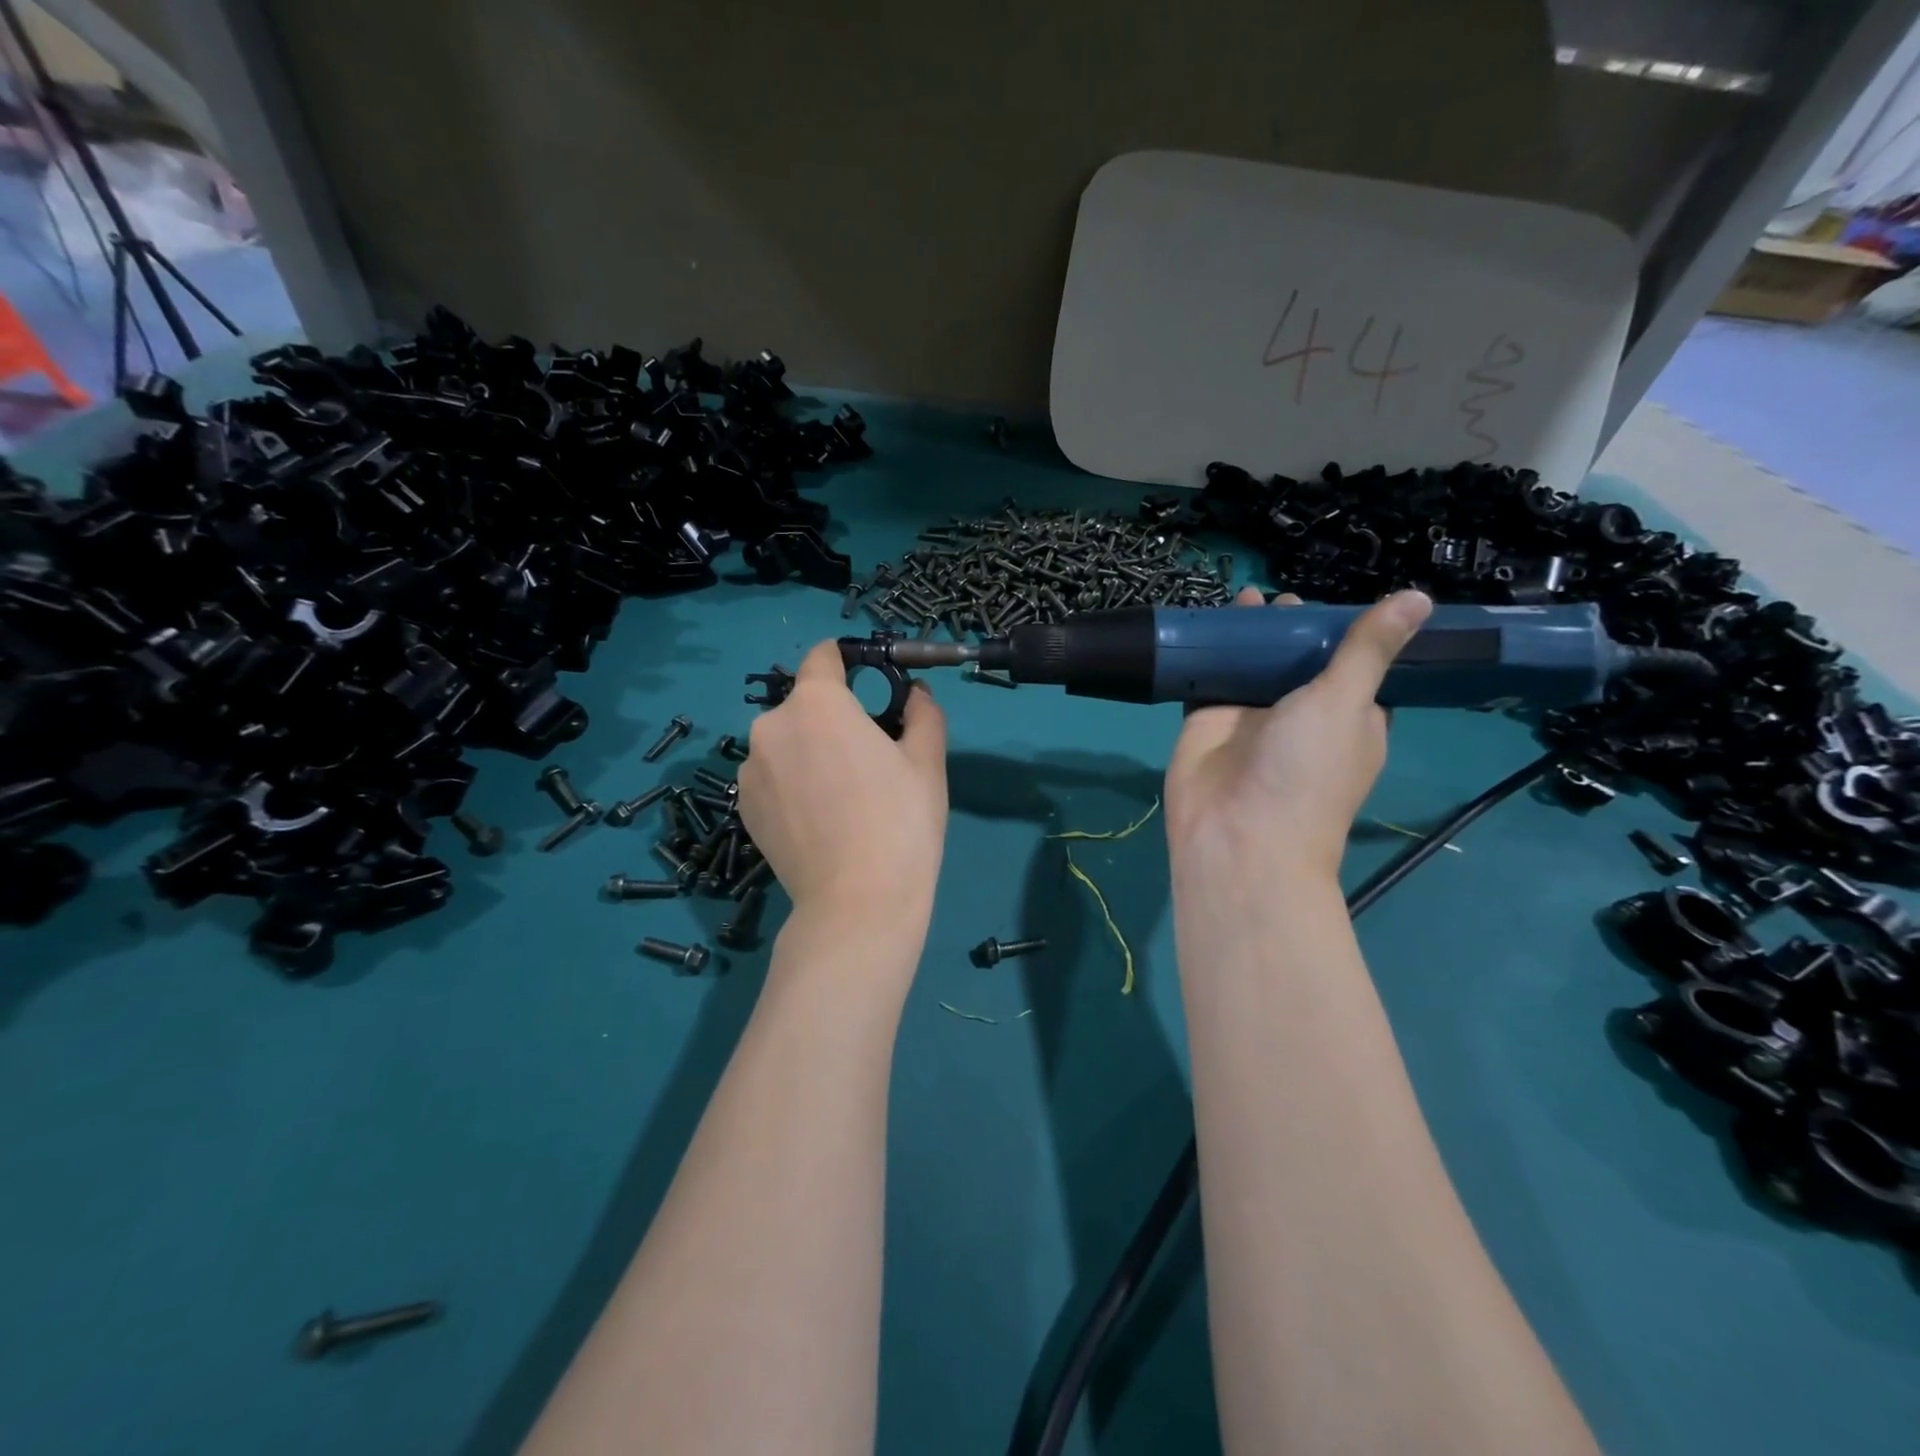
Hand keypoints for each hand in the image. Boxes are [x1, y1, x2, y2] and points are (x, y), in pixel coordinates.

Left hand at [737, 641, 949, 922]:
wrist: (857, 902)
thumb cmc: (900, 821)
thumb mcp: (927, 761)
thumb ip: (923, 713)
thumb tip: (915, 694)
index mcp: (817, 703)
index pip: (823, 657)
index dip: (847, 662)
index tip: (869, 682)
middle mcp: (771, 725)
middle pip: (805, 706)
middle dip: (833, 720)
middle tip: (867, 760)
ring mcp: (750, 769)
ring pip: (786, 744)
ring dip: (809, 753)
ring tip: (841, 798)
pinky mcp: (743, 807)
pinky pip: (771, 778)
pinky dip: (792, 786)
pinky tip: (818, 821)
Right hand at [1165, 588, 1432, 881]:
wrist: (1237, 834)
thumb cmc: (1306, 771)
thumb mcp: (1346, 703)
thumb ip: (1368, 650)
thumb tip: (1419, 597)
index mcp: (1349, 718)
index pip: (1353, 666)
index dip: (1345, 632)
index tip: (1335, 599)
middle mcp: (1300, 716)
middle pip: (1296, 660)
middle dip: (1289, 627)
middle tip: (1279, 595)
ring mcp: (1250, 717)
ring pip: (1251, 664)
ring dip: (1248, 634)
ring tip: (1243, 595)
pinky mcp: (1207, 719)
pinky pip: (1208, 676)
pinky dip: (1206, 651)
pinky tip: (1204, 620)